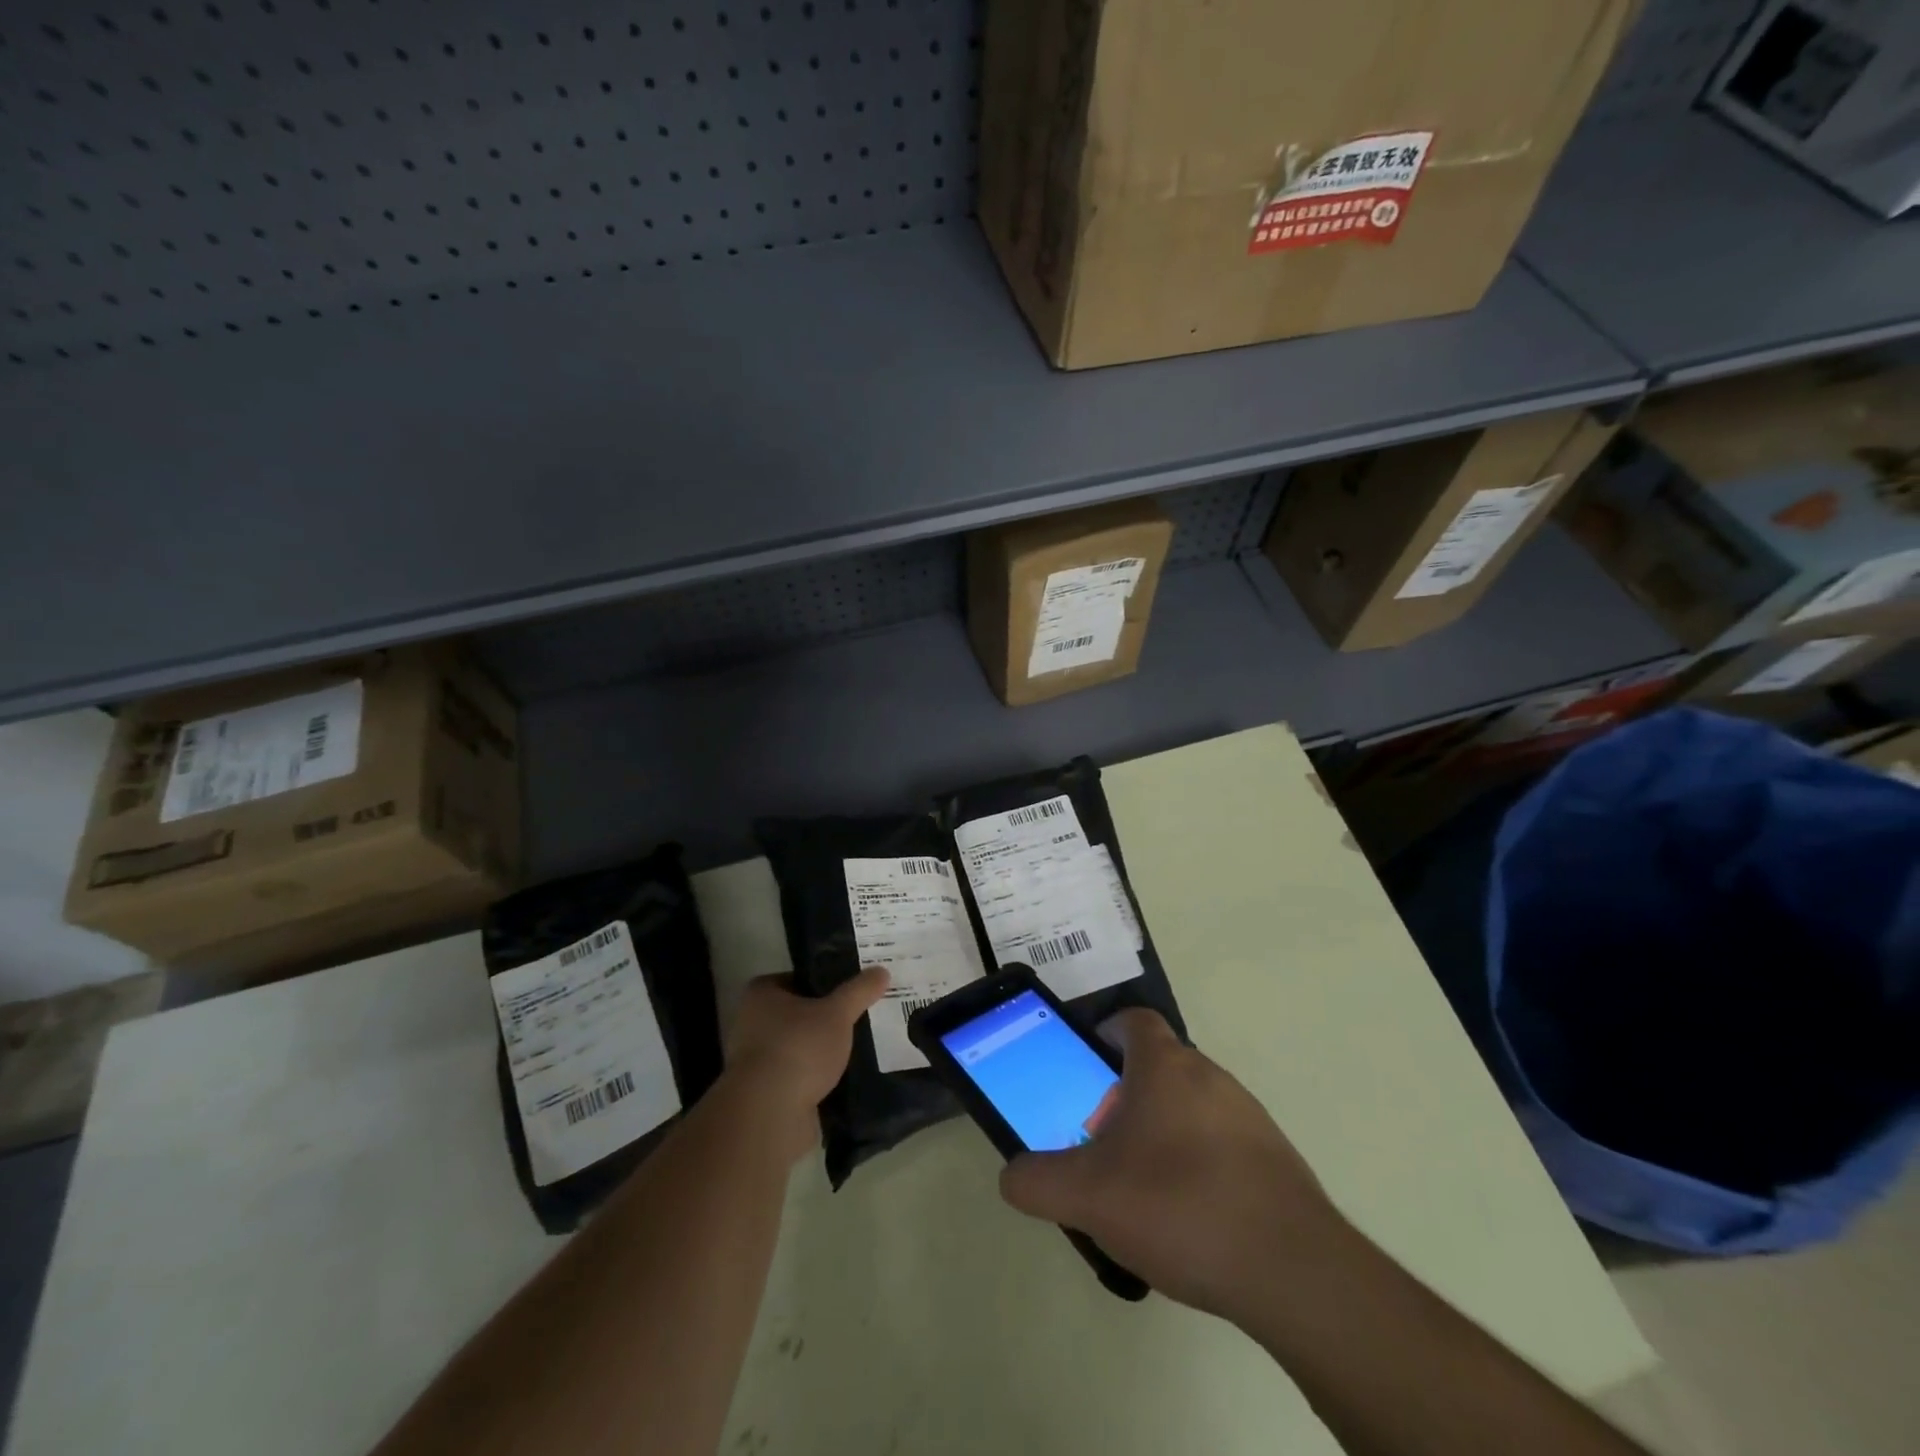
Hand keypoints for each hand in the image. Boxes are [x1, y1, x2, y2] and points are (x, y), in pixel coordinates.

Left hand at [724, 967, 888, 1162]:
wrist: (770, 1113)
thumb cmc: (798, 1047)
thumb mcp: (838, 1013)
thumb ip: (859, 991)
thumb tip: (882, 970)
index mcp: (761, 993)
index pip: (798, 978)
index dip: (825, 981)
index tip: (852, 988)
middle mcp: (751, 1022)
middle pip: (798, 1013)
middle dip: (826, 1018)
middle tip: (859, 1016)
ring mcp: (755, 1060)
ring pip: (799, 1046)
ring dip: (821, 1050)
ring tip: (858, 1047)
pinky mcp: (765, 1092)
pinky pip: (798, 1075)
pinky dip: (817, 1077)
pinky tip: (845, 1077)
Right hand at [999, 1009, 1350, 1324]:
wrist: (1293, 1272)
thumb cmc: (1179, 1206)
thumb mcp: (1087, 1196)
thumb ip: (1037, 1181)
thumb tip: (1012, 1175)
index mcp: (1165, 1066)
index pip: (1134, 1020)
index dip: (1106, 1032)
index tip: (1086, 1066)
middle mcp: (1210, 1076)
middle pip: (1159, 1066)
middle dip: (1125, 1094)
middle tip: (1102, 1141)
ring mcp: (1249, 1116)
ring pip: (1191, 1105)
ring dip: (1162, 1130)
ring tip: (1141, 1187)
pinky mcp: (1276, 1159)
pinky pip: (1223, 1144)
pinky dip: (1199, 1164)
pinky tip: (1189, 1218)